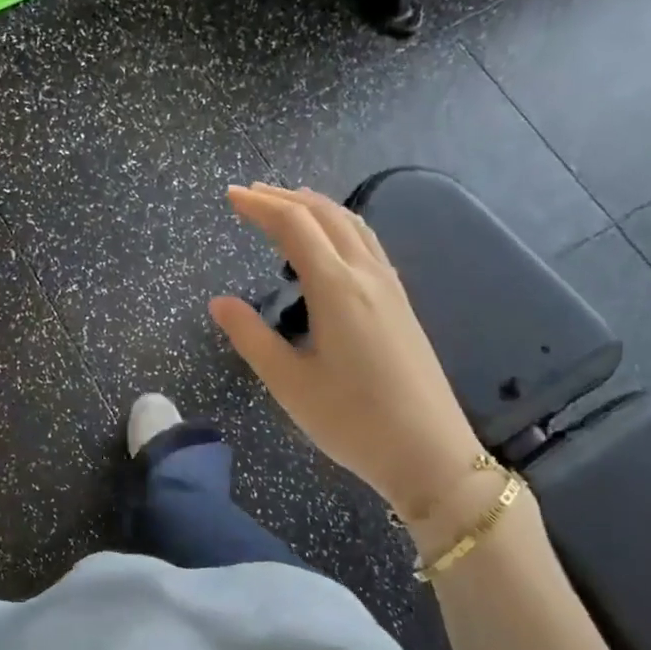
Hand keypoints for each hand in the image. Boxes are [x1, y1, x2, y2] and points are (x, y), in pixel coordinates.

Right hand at [209, 184, 484, 527]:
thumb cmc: (352, 421)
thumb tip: (219, 302)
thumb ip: (250, 336)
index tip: (230, 196)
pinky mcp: (401, 303)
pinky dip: (339, 225)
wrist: (430, 454)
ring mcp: (390, 287)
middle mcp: (366, 275)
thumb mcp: (288, 382)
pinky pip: (367, 243)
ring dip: (315, 206)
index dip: (259, 206)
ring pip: (352, 224)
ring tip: (286, 205)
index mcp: (336, 288)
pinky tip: (329, 243)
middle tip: (249, 195)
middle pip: (325, 214)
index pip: (293, 226)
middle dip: (284, 198)